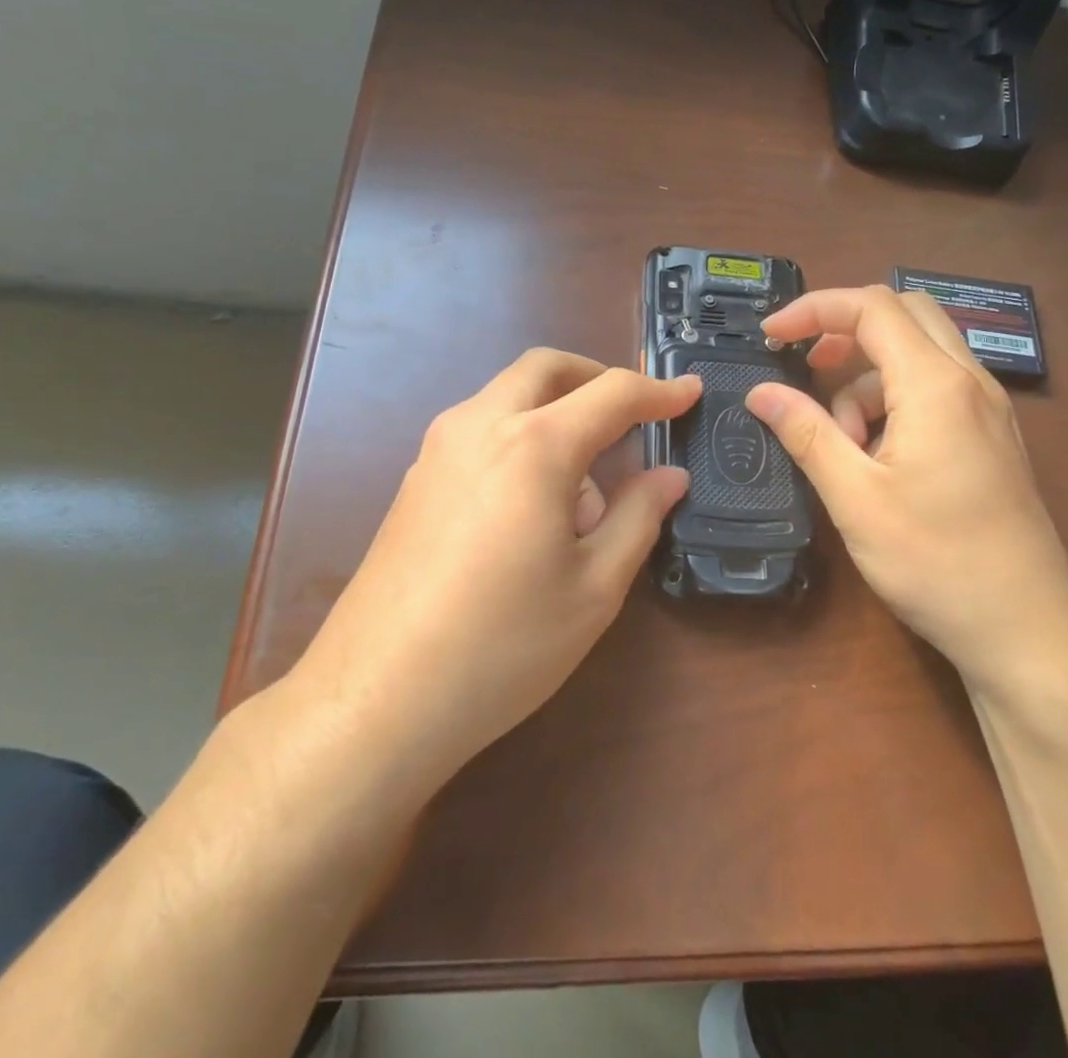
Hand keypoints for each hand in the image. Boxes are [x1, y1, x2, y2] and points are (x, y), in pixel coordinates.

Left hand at [291, 350, 700, 798]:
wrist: (376, 699)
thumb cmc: (502, 645)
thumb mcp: (594, 588)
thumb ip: (639, 516)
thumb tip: (670, 476)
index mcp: (534, 445)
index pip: (612, 394)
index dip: (659, 392)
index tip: (691, 393)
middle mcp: (480, 426)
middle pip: (545, 369)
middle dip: (596, 378)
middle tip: (634, 416)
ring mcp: (437, 449)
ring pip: (508, 395)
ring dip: (556, 411)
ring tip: (584, 490)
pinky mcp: (415, 479)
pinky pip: (481, 428)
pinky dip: (521, 436)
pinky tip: (533, 507)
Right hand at [744, 286, 1067, 700]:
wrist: (1028, 630)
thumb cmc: (938, 562)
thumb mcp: (856, 498)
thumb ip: (807, 433)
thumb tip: (760, 391)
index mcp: (936, 385)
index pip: (872, 308)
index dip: (814, 309)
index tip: (771, 335)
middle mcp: (969, 381)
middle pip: (904, 314)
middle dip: (845, 329)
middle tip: (806, 365)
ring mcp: (986, 409)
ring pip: (918, 355)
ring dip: (868, 379)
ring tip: (844, 445)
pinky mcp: (989, 437)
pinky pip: (934, 390)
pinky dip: (894, 403)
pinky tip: (878, 460)